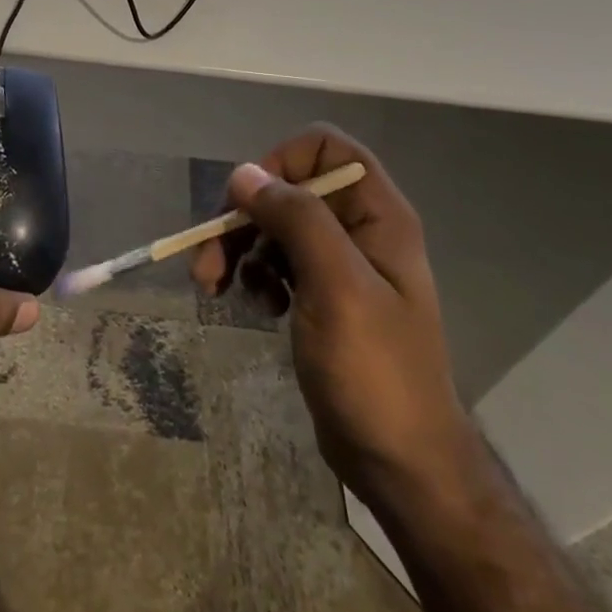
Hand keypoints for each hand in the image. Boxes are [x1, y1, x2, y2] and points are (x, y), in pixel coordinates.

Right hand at [191, 125, 473, 491]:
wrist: (402, 464)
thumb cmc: (375, 371)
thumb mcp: (336, 287)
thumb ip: (295, 219)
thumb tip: (244, 173)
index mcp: (377, 213)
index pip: (325, 147)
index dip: (282, 161)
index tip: (251, 201)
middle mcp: (359, 228)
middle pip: (290, 187)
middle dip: (245, 216)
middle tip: (209, 256)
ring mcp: (339, 263)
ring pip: (276, 225)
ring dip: (241, 248)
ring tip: (218, 287)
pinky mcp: (321, 294)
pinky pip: (278, 261)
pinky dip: (257, 275)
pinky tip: (256, 307)